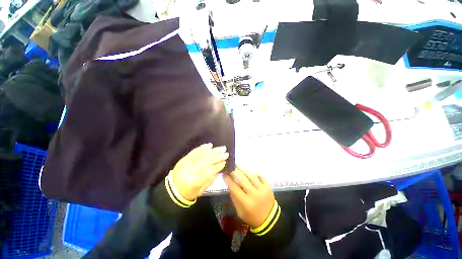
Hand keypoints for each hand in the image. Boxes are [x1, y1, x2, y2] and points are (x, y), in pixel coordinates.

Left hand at [170, 143, 228, 200]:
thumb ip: (210, 179)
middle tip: (226, 152)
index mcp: (196, 180)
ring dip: (213, 150)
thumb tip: (218, 168)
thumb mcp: (201, 190)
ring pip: (202, 154)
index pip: (210, 170)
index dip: (218, 165)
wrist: (172, 189)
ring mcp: (187, 162)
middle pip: (207, 160)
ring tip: (221, 148)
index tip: (225, 162)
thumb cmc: (189, 192)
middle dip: (218, 156)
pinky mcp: (185, 158)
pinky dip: (203, 147)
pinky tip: (210, 145)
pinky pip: (195, 151)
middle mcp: (192, 169)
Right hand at [223, 167, 274, 228]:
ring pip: (251, 175)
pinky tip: (249, 172)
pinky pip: (260, 176)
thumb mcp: (239, 211)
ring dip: (243, 169)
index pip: (234, 187)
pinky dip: (254, 173)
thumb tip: (229, 183)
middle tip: (230, 166)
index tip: (224, 173)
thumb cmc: (252, 217)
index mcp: (246, 202)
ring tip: (238, 165)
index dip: (228, 179)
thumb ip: (234, 197)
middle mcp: (254, 194)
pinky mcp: (268, 186)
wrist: (270, 220)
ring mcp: (262, 189)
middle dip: (235, 171)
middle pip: (242, 179)